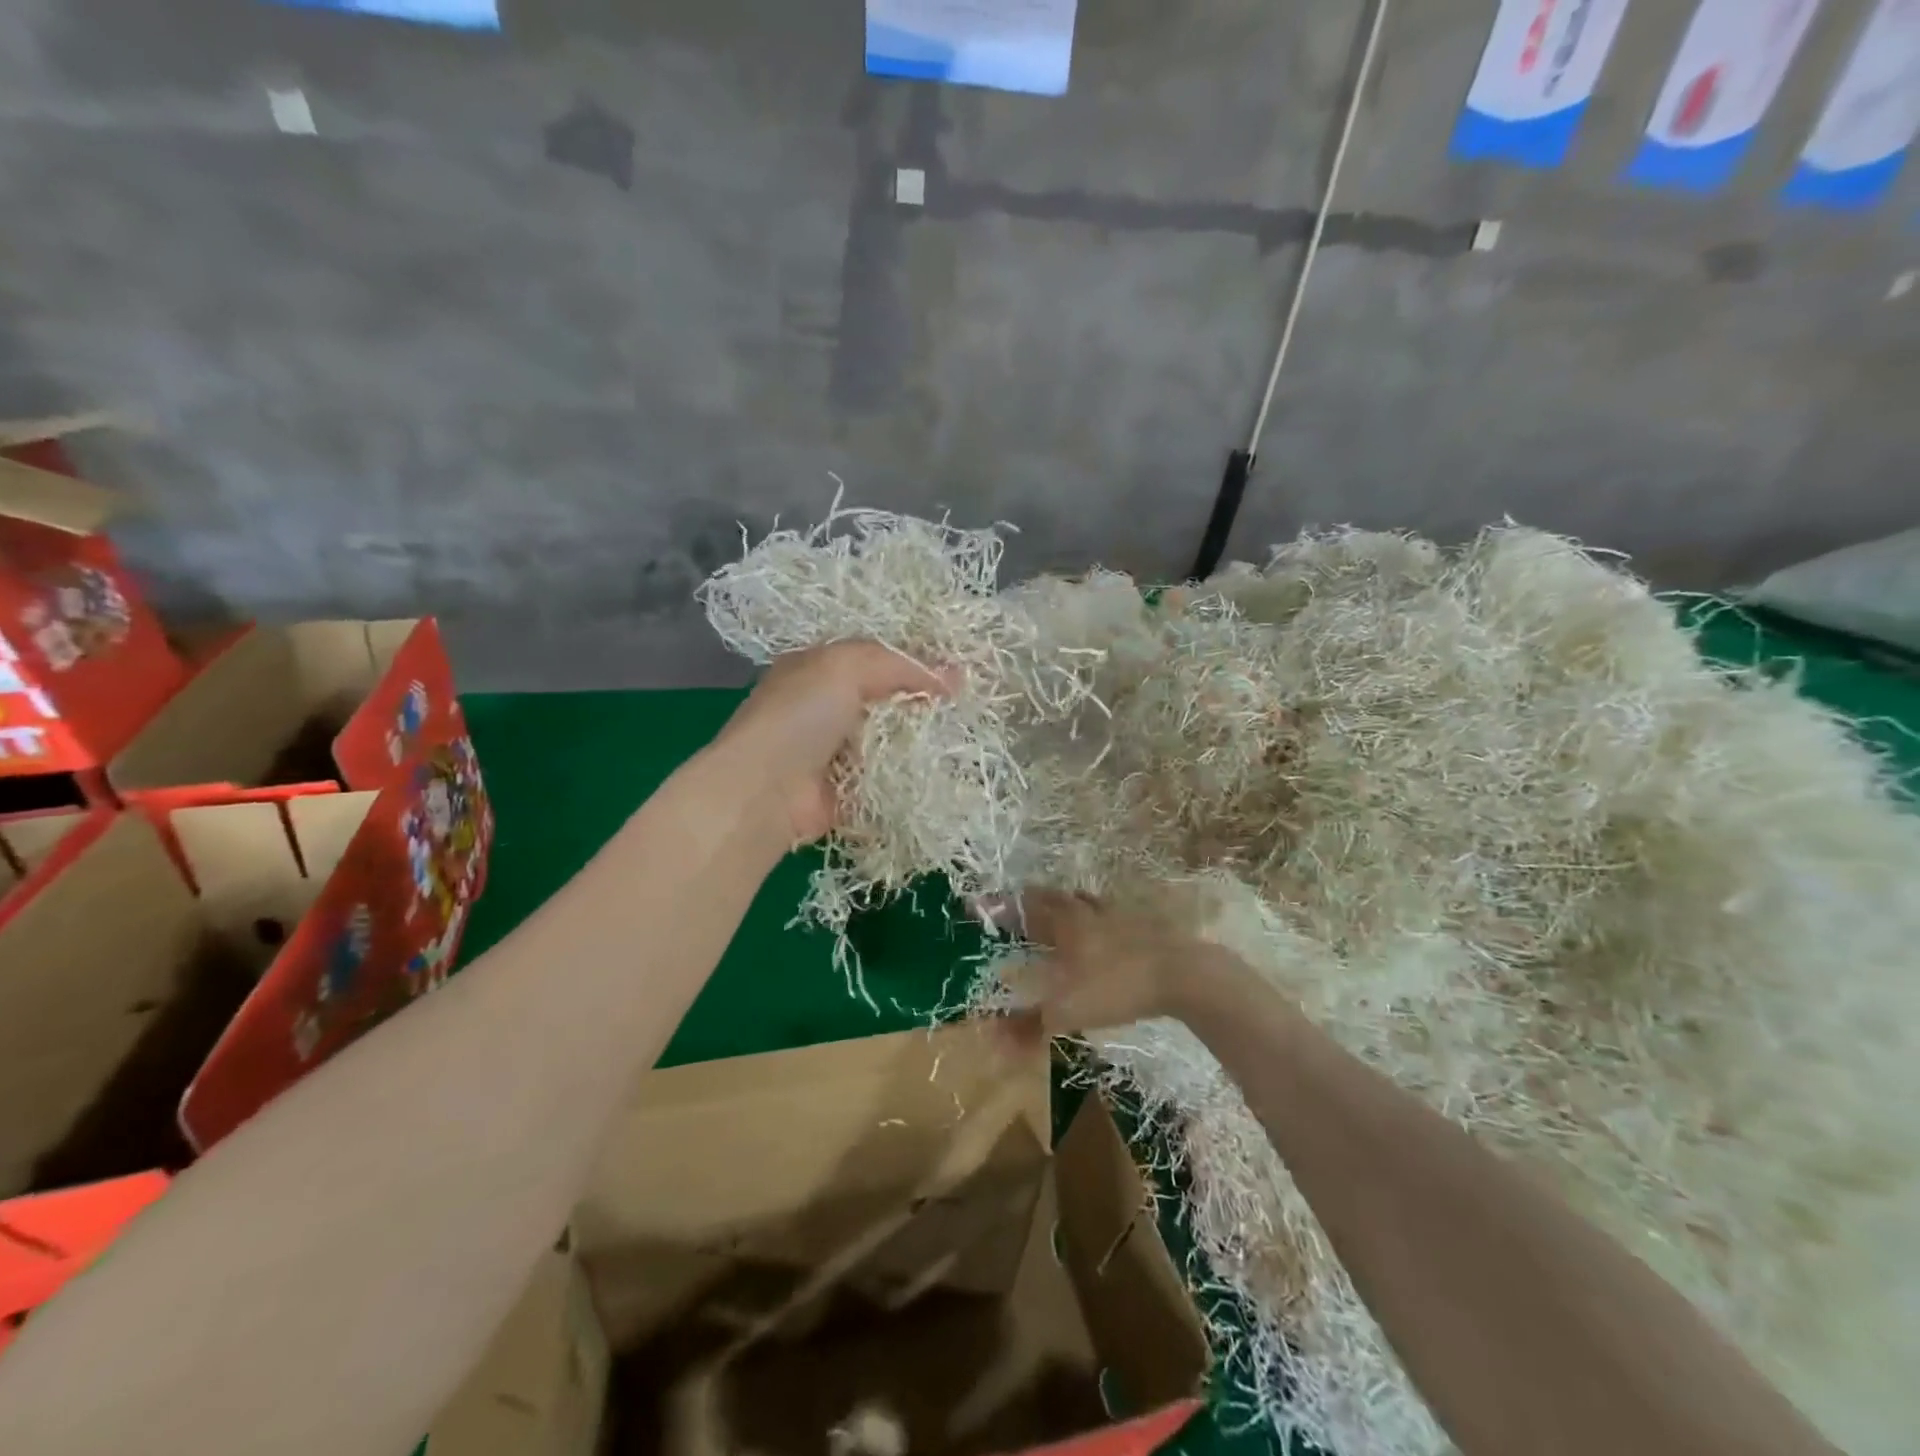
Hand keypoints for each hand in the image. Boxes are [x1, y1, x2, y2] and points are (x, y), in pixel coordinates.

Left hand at [713, 640, 949, 844]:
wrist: (766, 790)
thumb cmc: (801, 715)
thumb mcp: (847, 667)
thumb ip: (900, 666)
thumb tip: (952, 676)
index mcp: (817, 669)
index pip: (874, 658)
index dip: (914, 662)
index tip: (955, 673)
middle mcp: (823, 707)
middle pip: (884, 699)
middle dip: (921, 702)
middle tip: (965, 706)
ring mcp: (833, 752)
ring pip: (888, 740)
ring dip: (919, 741)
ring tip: (962, 738)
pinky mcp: (845, 790)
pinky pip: (885, 778)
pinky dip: (908, 776)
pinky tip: (941, 772)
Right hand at [999, 888, 1224, 1035]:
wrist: (1182, 973)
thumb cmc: (1116, 986)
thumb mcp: (1067, 1011)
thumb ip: (1029, 1026)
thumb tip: (993, 1040)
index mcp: (1063, 922)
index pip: (1025, 907)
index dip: (1002, 907)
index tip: (982, 905)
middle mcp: (1086, 911)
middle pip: (1053, 898)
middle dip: (1032, 902)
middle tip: (1018, 909)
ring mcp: (1117, 914)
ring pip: (1084, 902)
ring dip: (1066, 905)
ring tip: (1057, 913)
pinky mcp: (1144, 923)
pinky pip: (1110, 913)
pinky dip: (1097, 917)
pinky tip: (1103, 930)